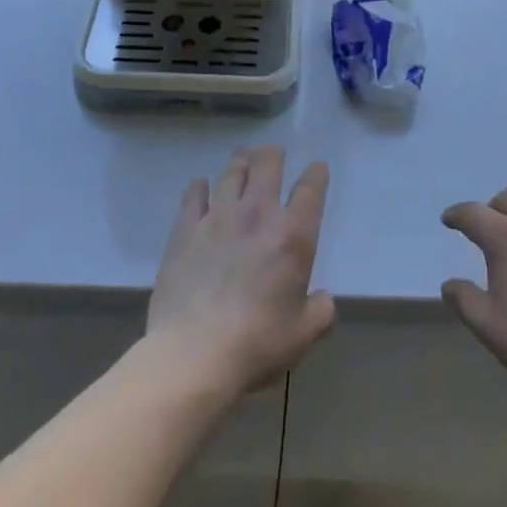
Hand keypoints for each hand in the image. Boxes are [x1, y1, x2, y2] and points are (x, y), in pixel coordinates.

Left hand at [147, 146, 335, 397]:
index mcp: (293, 236)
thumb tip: (322, 300)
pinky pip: (194, 195)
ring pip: (231, 173)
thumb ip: (320, 311)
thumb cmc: (258, 344)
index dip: (316, 174)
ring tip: (242, 158)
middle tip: (273, 153)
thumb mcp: (304, 334)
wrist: (195, 354)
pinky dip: (200, 186)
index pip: (310, 190)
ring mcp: (218, 218)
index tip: (317, 168)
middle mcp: (258, 215)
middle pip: (267, 166)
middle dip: (273, 154)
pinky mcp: (185, 231)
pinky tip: (201, 185)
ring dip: (240, 162)